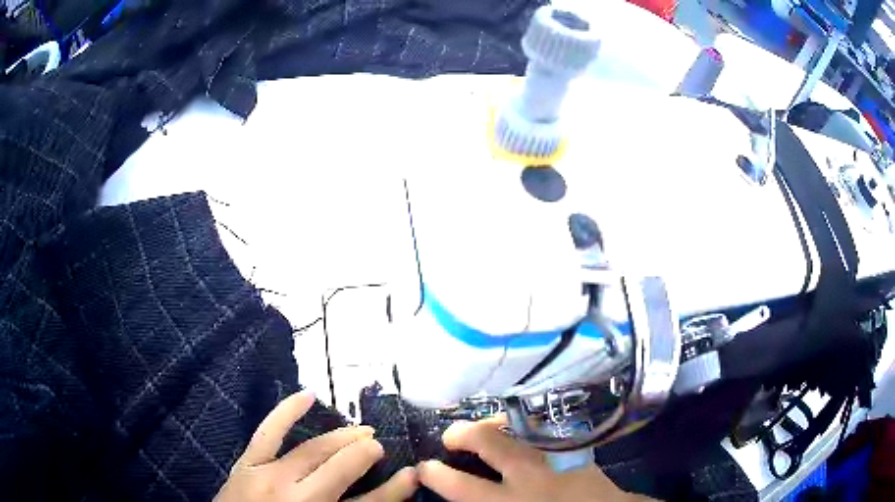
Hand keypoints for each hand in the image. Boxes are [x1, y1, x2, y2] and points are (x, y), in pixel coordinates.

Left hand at [215, 390, 416, 501]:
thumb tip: (369, 500)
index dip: (394, 490)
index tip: (411, 475)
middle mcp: (296, 495)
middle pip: (339, 468)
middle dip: (364, 453)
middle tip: (379, 444)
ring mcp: (268, 475)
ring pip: (312, 449)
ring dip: (340, 437)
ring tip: (361, 429)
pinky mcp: (247, 463)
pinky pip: (268, 432)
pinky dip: (286, 411)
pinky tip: (307, 395)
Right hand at [418, 417, 649, 501]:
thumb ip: (485, 500)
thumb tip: (460, 490)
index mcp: (508, 500)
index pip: (459, 485)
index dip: (434, 473)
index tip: (425, 467)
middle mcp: (529, 473)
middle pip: (486, 440)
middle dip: (460, 433)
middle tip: (450, 437)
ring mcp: (552, 454)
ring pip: (515, 426)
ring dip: (491, 424)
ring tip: (481, 429)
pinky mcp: (570, 446)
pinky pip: (537, 427)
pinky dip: (519, 425)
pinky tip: (514, 429)